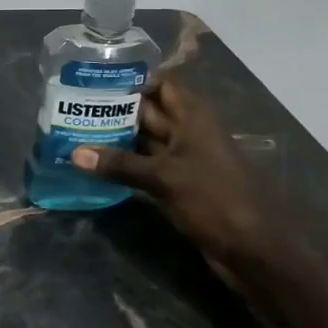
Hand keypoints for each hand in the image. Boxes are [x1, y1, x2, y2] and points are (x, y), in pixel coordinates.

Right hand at [69, 79, 274, 270]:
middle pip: (148, 111)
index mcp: (193, 115)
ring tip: (77, 131)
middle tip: (75, 106)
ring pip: (145, 140)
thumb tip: (75, 154)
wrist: (252, 249)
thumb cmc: (214, 198)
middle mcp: (188, 130)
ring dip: (117, 138)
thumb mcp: (164, 178)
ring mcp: (184, 158)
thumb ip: (120, 164)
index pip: (161, 83)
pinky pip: (147, 166)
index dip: (132, 78)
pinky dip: (126, 165)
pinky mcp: (178, 184)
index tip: (95, 78)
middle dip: (116, 109)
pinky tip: (97, 165)